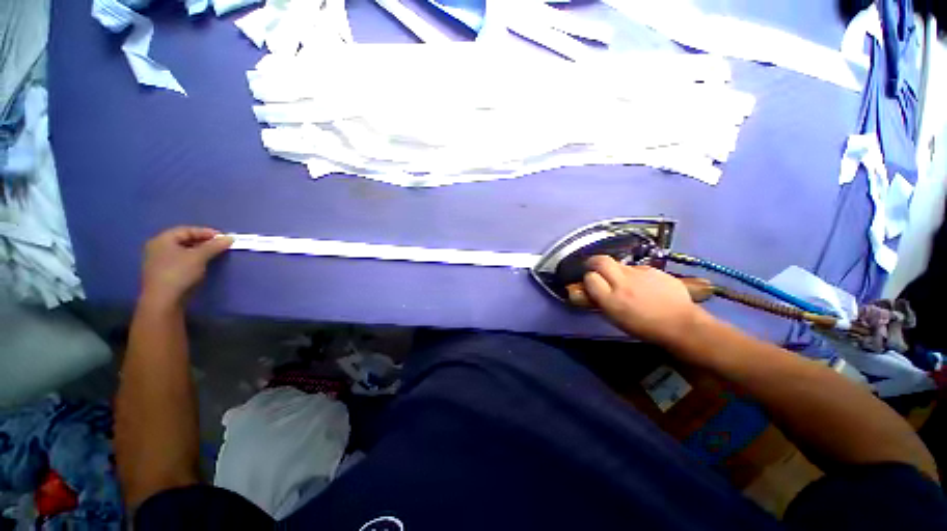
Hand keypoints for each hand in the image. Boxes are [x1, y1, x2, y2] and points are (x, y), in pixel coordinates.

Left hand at [140, 227, 232, 309]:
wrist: (163, 301)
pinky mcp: (163, 273)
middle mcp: (157, 248)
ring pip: (182, 251)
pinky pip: (180, 260)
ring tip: (213, 254)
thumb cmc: (179, 273)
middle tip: (219, 245)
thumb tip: (229, 238)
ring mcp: (159, 262)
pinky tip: (201, 264)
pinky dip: (192, 259)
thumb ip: (214, 246)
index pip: (186, 230)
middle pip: (183, 240)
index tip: (222, 237)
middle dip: (202, 241)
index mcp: (162, 240)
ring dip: (199, 251)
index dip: (205, 232)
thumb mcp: (199, 257)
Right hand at [580, 256, 712, 345]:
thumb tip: (594, 290)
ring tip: (623, 281)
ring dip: (615, 270)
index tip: (591, 284)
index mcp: (612, 299)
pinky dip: (634, 274)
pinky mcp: (654, 270)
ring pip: (619, 264)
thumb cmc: (644, 328)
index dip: (589, 279)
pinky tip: (643, 285)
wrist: (681, 325)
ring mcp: (640, 273)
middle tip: (594, 267)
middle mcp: (623, 282)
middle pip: (601, 261)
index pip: (590, 278)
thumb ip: (602, 301)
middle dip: (594, 262)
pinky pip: (637, 268)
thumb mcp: (615, 318)